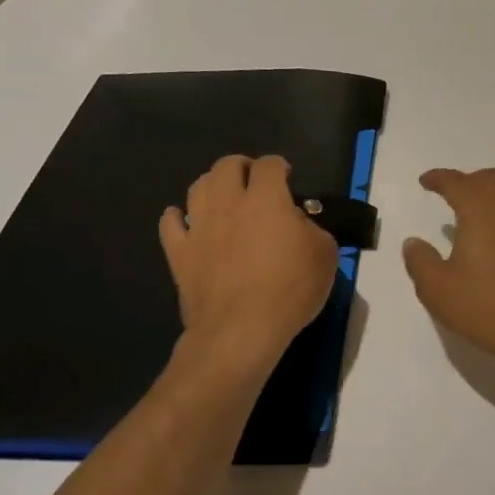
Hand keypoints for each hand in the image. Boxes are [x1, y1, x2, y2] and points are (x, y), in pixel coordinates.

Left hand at [160, 155, 338, 360]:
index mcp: (266, 198)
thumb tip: (297, 222)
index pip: (269, 165)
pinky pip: (170, 224)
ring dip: (211, 185)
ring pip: (197, 187)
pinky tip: (183, 220)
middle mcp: (228, 202)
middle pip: (227, 166)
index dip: (278, 166)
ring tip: (223, 197)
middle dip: (242, 167)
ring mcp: (199, 226)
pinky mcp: (179, 253)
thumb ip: (312, 228)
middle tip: (253, 181)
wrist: (240, 330)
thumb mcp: (324, 255)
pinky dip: (176, 217)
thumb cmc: (289, 290)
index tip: (286, 177)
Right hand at [402, 168, 494, 375]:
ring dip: (491, 196)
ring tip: (474, 215)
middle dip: (468, 181)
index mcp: (481, 212)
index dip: (439, 178)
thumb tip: (413, 242)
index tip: (425, 181)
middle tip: (451, 194)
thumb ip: (420, 261)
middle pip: (490, 180)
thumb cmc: (485, 308)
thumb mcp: (437, 290)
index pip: (457, 182)